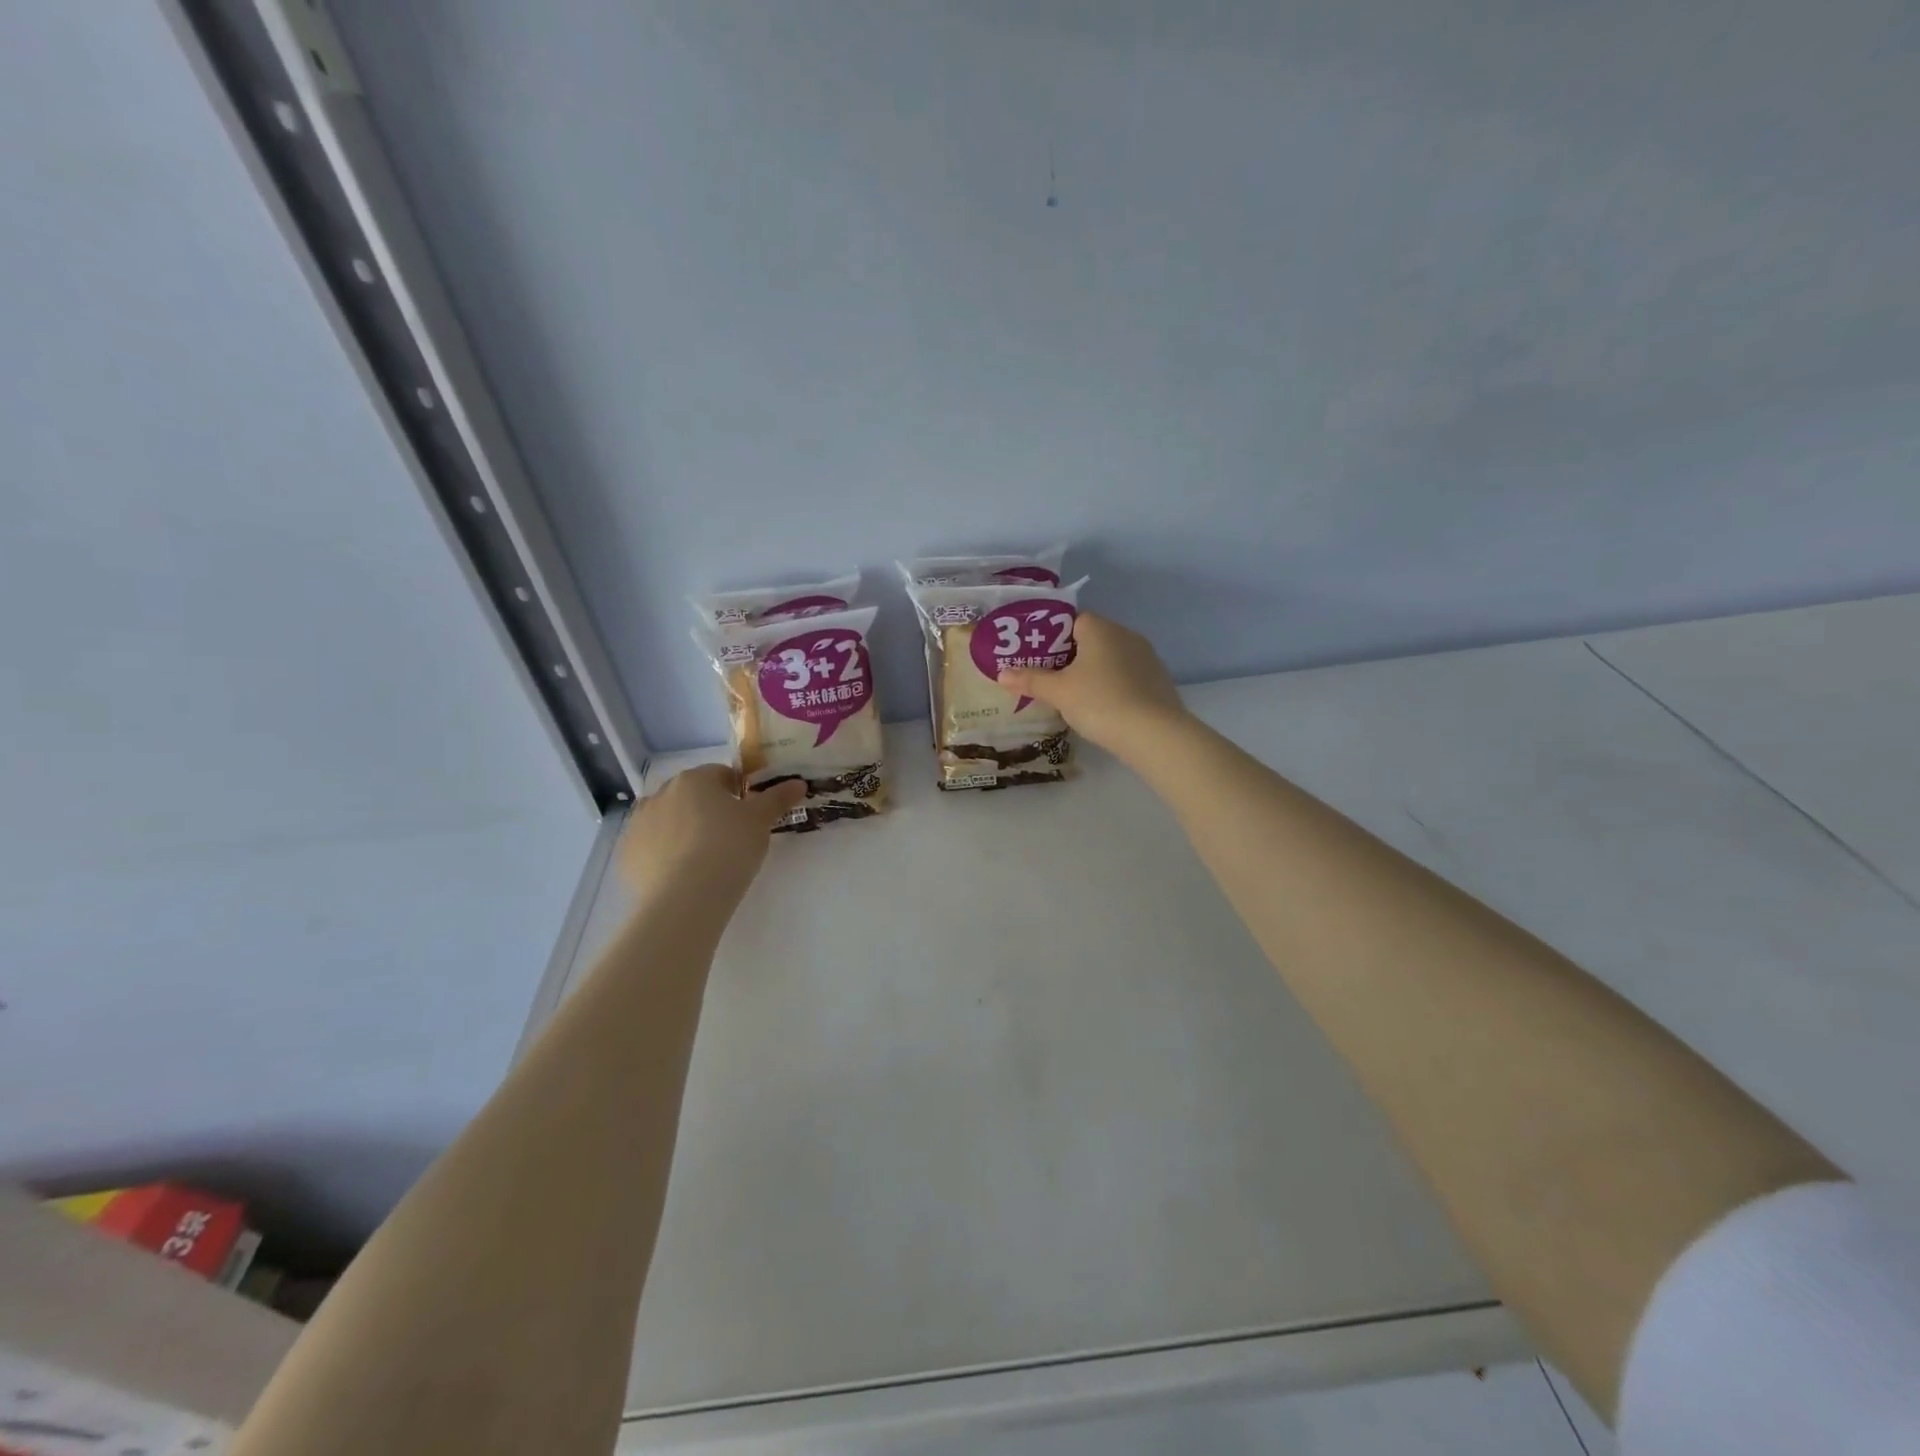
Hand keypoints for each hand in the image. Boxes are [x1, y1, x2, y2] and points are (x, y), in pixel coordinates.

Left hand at [619, 765, 804, 909]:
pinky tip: (682, 875)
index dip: (738, 793)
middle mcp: (662, 793)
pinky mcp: (627, 854)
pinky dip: (664, 854)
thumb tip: (798, 783)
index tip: (749, 816)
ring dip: (684, 830)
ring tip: (704, 859)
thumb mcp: (761, 821)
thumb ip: (778, 798)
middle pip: (691, 795)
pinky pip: (651, 846)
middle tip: (729, 838)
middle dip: (708, 810)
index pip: (721, 775)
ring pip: (668, 820)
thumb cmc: (729, 848)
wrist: (686, 898)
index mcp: (695, 779)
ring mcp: (639, 823)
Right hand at [996, 612, 1189, 759]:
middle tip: (1049, 679)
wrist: (1154, 733)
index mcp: (1100, 629)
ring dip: (1094, 672)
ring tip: (1074, 696)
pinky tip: (1103, 708)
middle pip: (1091, 639)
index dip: (1051, 636)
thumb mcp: (1059, 692)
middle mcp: (1126, 635)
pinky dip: (1113, 686)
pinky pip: (1128, 676)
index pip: (1072, 620)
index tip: (1037, 657)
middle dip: (1070, 656)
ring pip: (1111, 658)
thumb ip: (1031, 680)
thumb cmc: (1099, 702)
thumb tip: (1002, 673)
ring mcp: (1147, 657)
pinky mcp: (1159, 680)